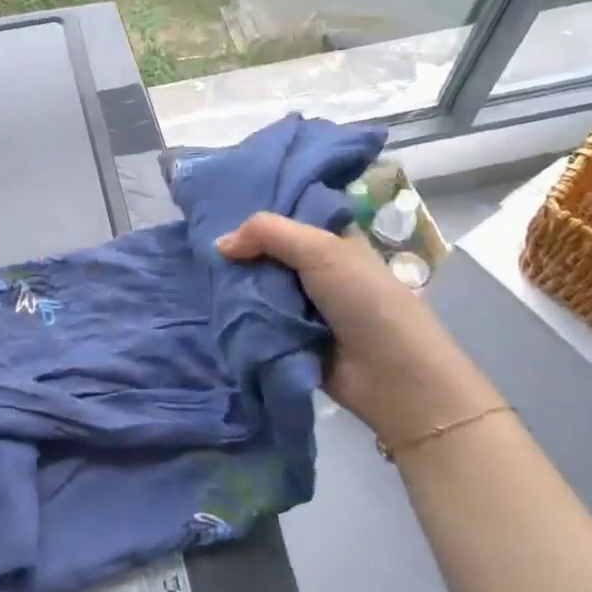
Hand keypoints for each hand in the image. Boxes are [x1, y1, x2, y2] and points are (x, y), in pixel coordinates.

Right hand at [216, 213, 501, 448]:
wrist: (395, 380)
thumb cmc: (366, 302)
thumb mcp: (321, 251)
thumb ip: (268, 233)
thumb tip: (219, 244)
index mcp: (331, 241)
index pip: (286, 217)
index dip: (254, 215)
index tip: (213, 211)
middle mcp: (316, 270)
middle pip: (265, 253)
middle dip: (237, 253)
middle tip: (197, 249)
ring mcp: (302, 306)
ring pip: (257, 287)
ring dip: (233, 287)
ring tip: (197, 278)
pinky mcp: (290, 338)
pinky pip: (256, 320)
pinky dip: (238, 317)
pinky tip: (211, 308)